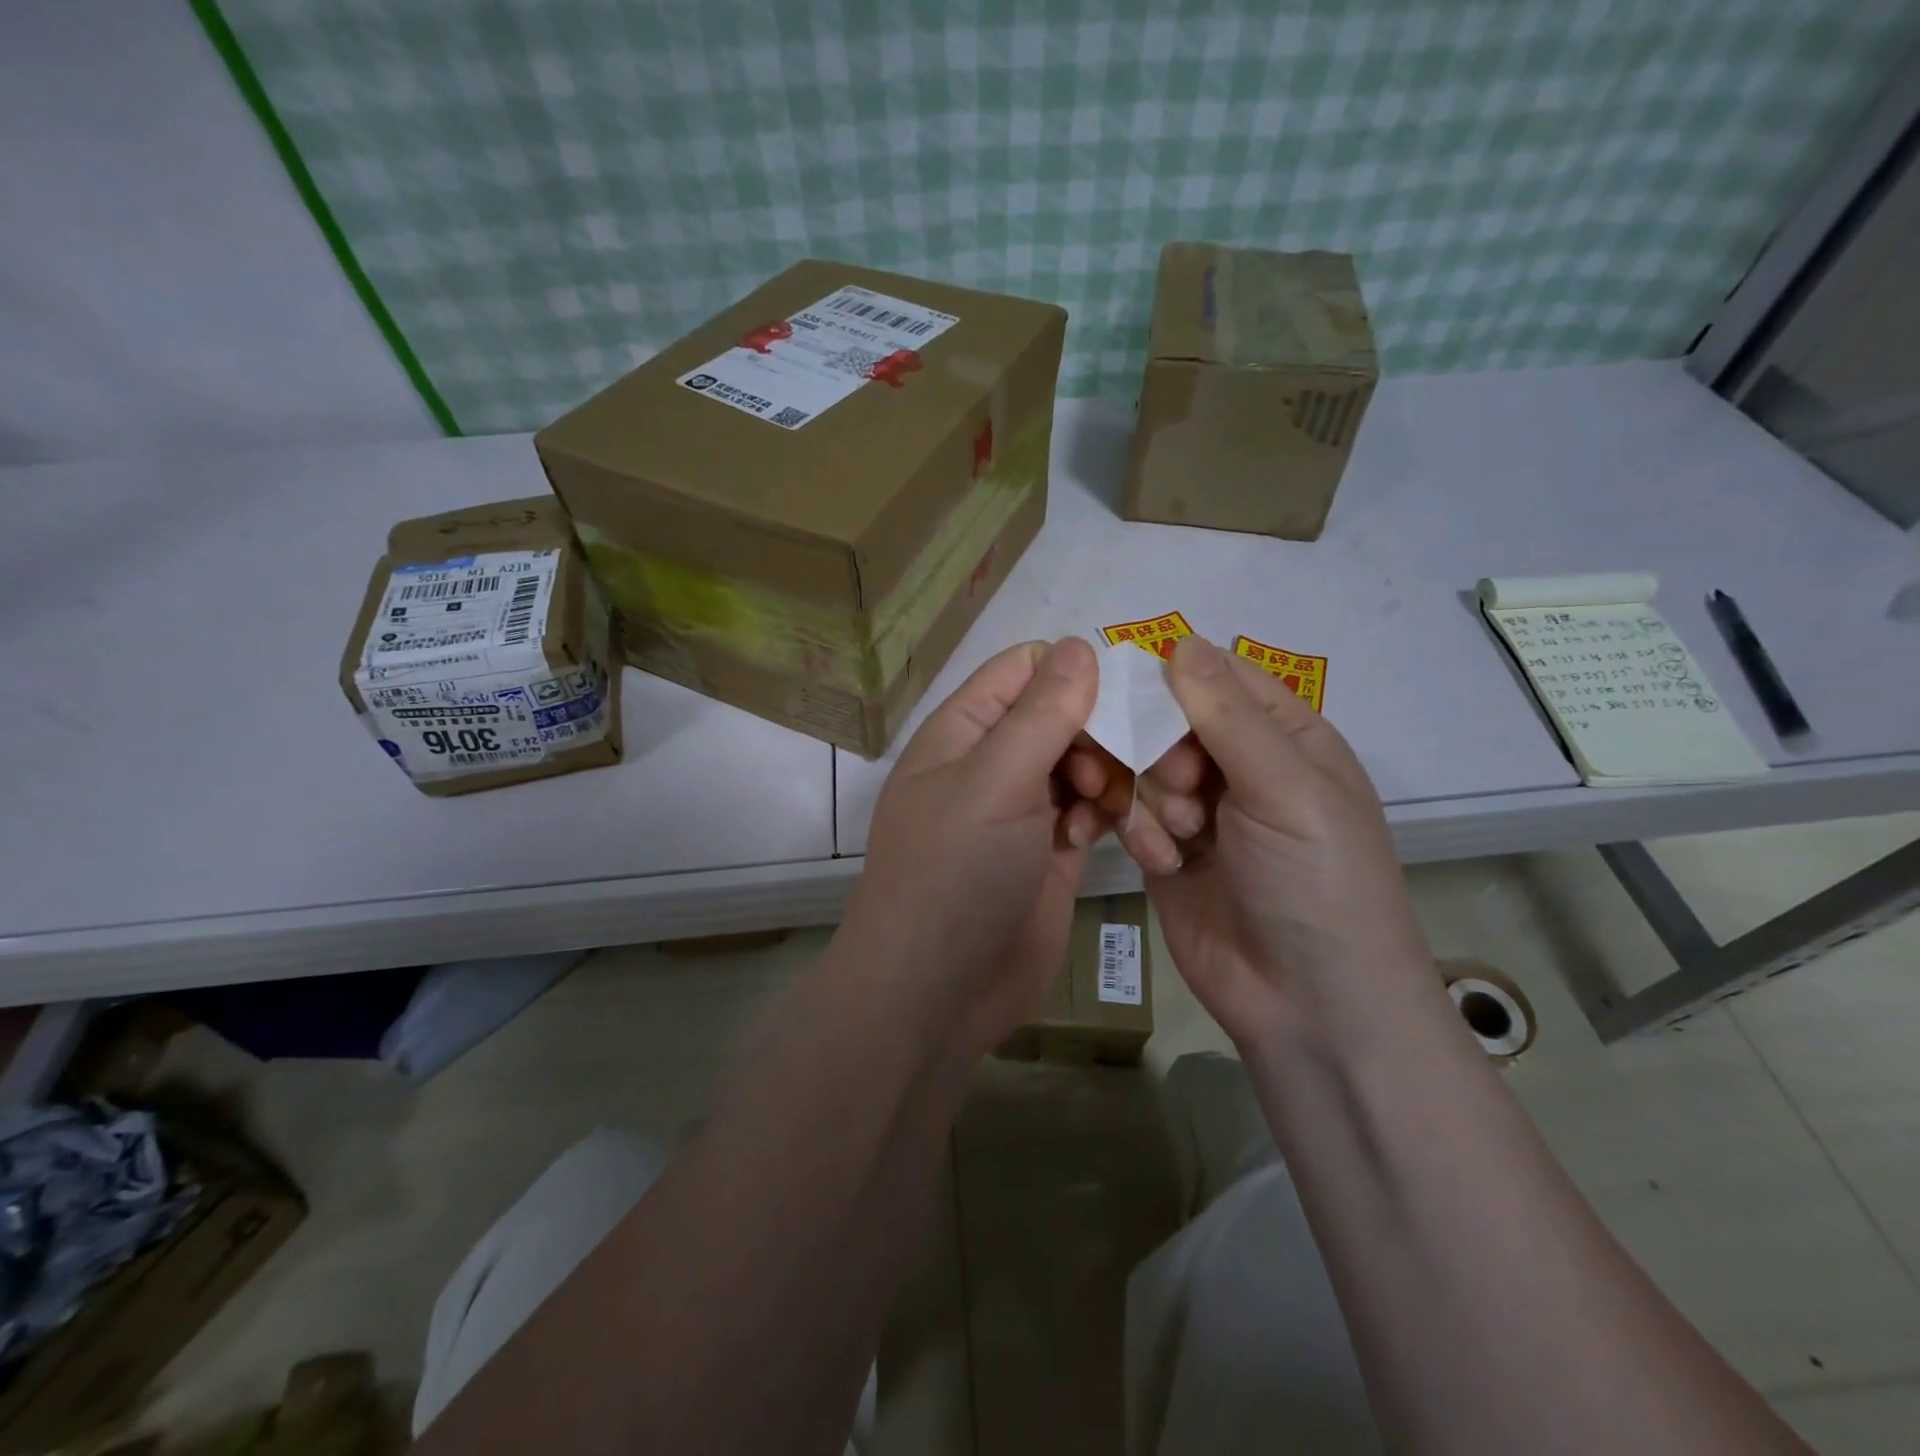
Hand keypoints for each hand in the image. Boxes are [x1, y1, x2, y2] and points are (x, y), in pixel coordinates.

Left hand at [841, 638, 1112, 1058]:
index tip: (1119, 700)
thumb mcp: (995, 783)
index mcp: (964, 730)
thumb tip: (1078, 646)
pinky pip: (1089, 811)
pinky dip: (1106, 814)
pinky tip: (1105, 836)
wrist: (937, 992)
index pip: (1024, 669)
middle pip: (1061, 714)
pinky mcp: (1049, 852)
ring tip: (1113, 808)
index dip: (1072, 673)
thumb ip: (1040, 714)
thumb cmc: (955, 874)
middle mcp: (993, 762)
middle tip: (1116, 770)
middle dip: (1099, 732)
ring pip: (1083, 763)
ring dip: (1110, 776)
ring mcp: (1022, 809)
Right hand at [1113, 636, 1437, 1049]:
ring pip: (1138, 766)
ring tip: (1172, 837)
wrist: (1306, 1004)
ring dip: (1144, 796)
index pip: (1216, 677)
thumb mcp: (1285, 788)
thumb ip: (1228, 715)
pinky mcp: (1164, 849)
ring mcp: (1198, 809)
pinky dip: (1134, 830)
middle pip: (1165, 720)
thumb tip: (1180, 641)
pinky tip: (1156, 861)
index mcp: (1284, 736)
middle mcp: (1238, 765)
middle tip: (1176, 789)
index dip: (1171, 680)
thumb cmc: (1315, 882)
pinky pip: (1128, 814)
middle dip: (1156, 749)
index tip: (1130, 695)